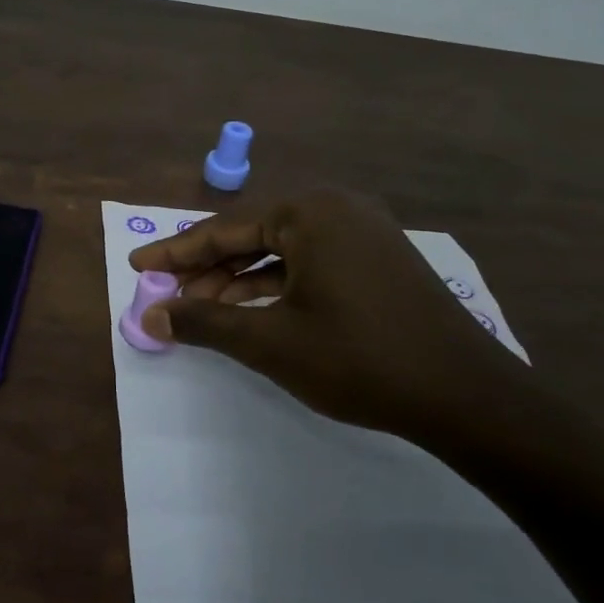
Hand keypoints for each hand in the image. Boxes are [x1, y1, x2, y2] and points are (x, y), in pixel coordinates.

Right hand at [126, 189, 526, 440]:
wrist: (465, 395)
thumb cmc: (358, 359)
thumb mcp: (270, 342)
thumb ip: (205, 322)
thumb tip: (151, 317)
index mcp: (309, 212)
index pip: (224, 229)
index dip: (176, 252)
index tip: (138, 265)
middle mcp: (336, 208)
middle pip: (253, 234)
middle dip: (207, 266)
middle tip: (167, 292)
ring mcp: (363, 232)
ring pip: (283, 250)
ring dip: (240, 277)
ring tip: (201, 307)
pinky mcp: (378, 259)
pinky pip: (311, 262)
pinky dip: (277, 283)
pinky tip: (252, 308)